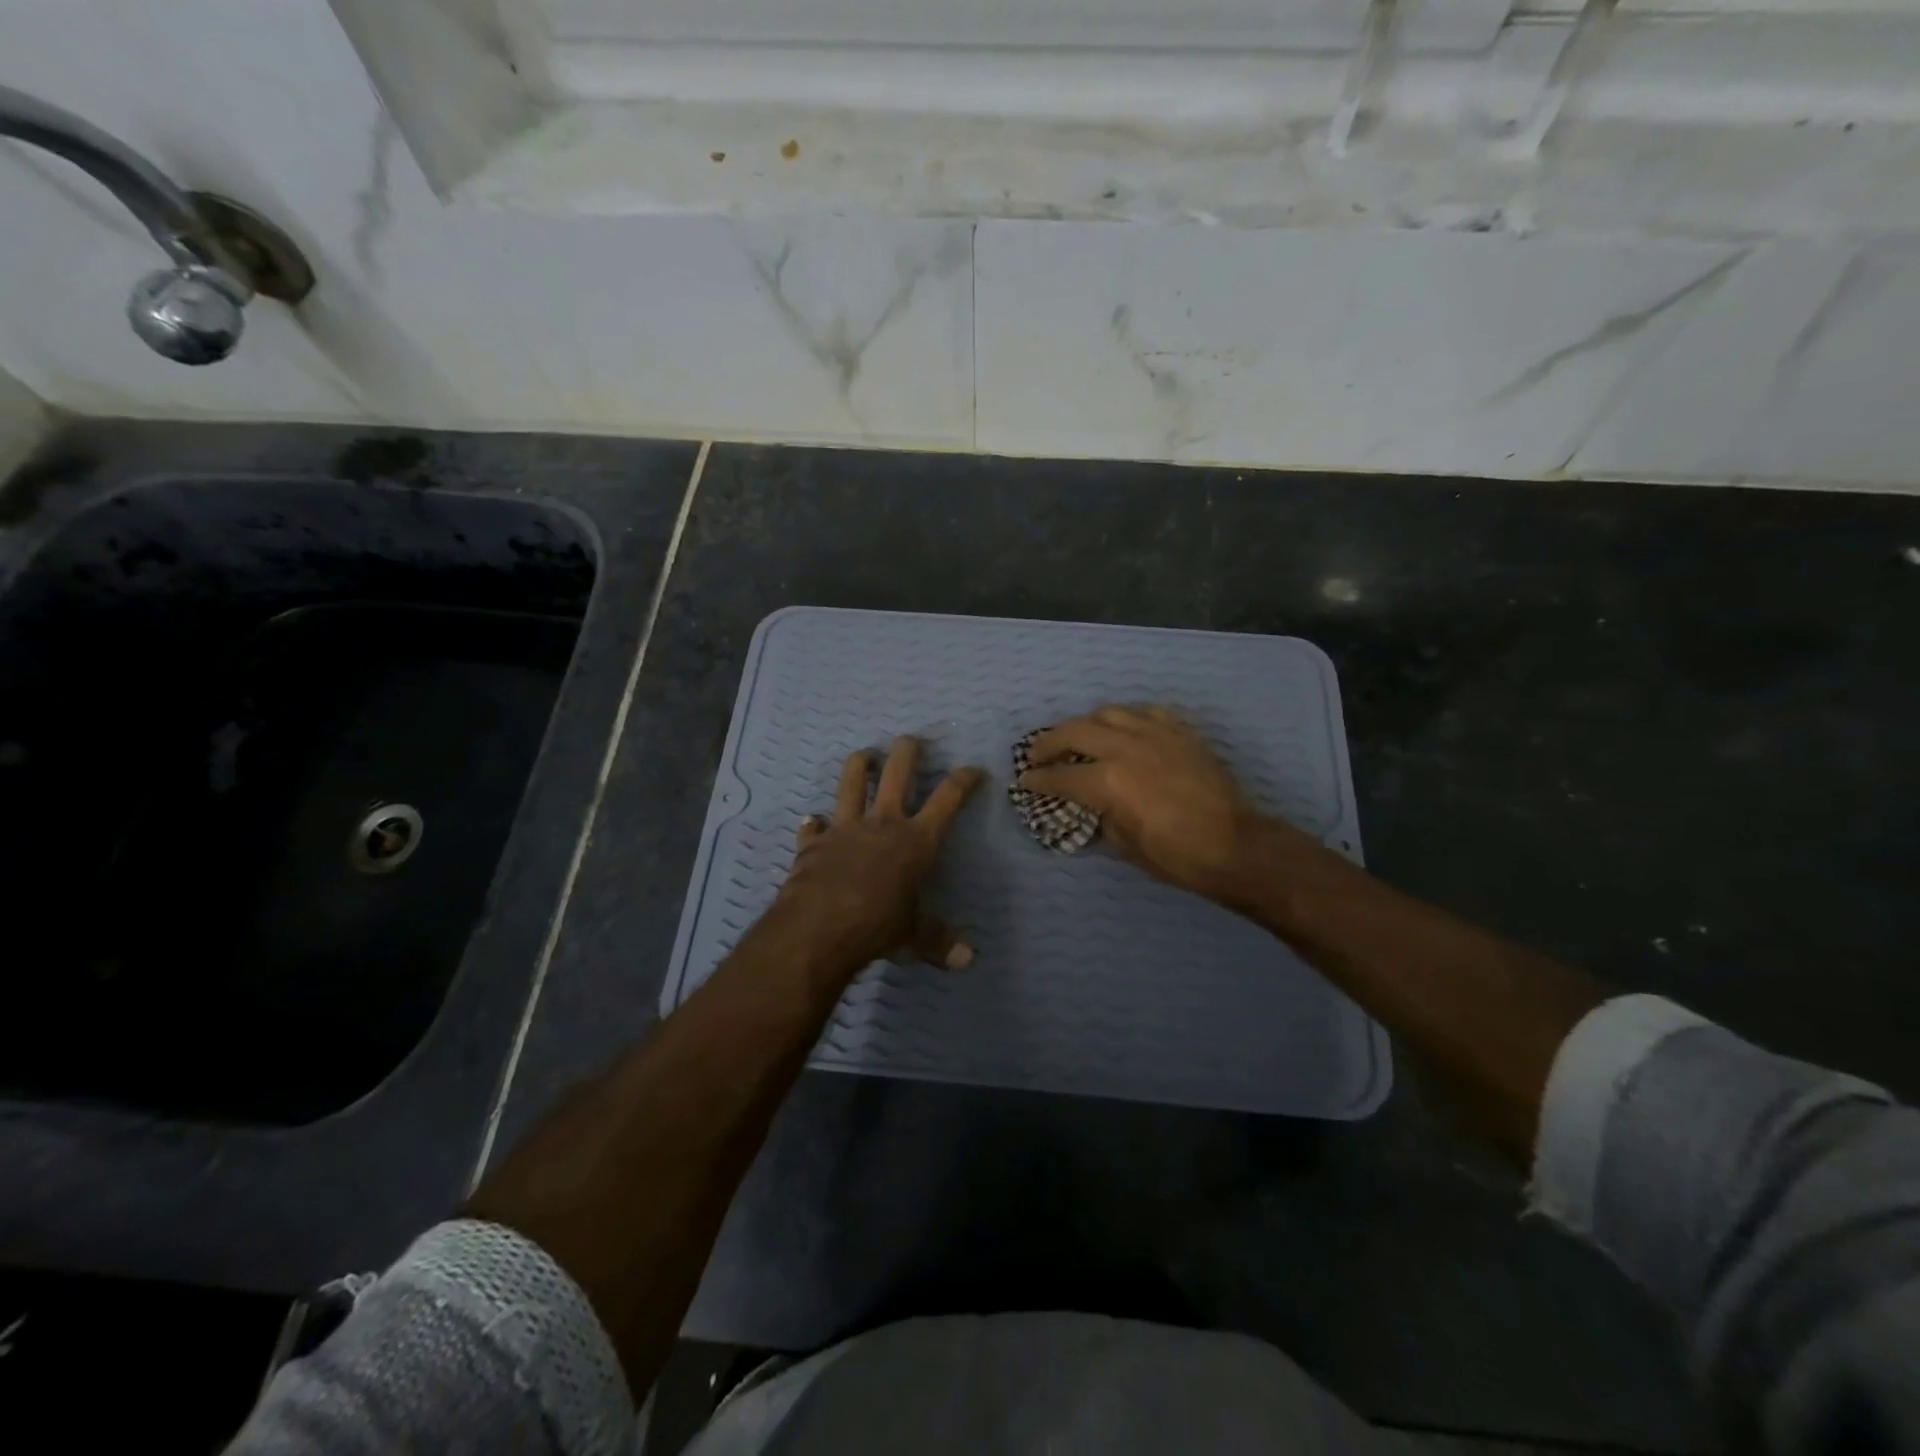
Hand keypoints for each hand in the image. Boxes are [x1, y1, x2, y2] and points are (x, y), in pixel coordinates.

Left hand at [773, 736, 985, 976]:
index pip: (948, 799)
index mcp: (916, 840)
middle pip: (897, 772)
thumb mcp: (913, 936)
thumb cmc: (878, 926)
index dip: (963, 780)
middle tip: (911, 740)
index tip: (973, 769)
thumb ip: (938, 942)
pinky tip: (812, 822)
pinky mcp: (814, 843)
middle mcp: (883, 823)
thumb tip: (968, 960)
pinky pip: (813, 827)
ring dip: (858, 765)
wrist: (820, 927)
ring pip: (851, 782)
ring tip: (863, 755)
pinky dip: (814, 824)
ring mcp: (845, 828)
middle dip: (908, 751)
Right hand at [1020, 705, 1286, 899]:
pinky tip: (1127, 730)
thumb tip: (1092, 805)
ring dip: (1086, 724)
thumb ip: (1102, 816)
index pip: (1060, 775)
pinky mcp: (1181, 732)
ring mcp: (1156, 734)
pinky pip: (1147, 712)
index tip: (1025, 780)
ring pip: (1109, 712)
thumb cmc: (1177, 856)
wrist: (1235, 846)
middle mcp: (1126, 747)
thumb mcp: (1126, 845)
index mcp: (1108, 781)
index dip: (1037, 779)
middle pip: (1075, 731)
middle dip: (1050, 742)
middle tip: (1039, 754)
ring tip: (1081, 737)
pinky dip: (1129, 719)